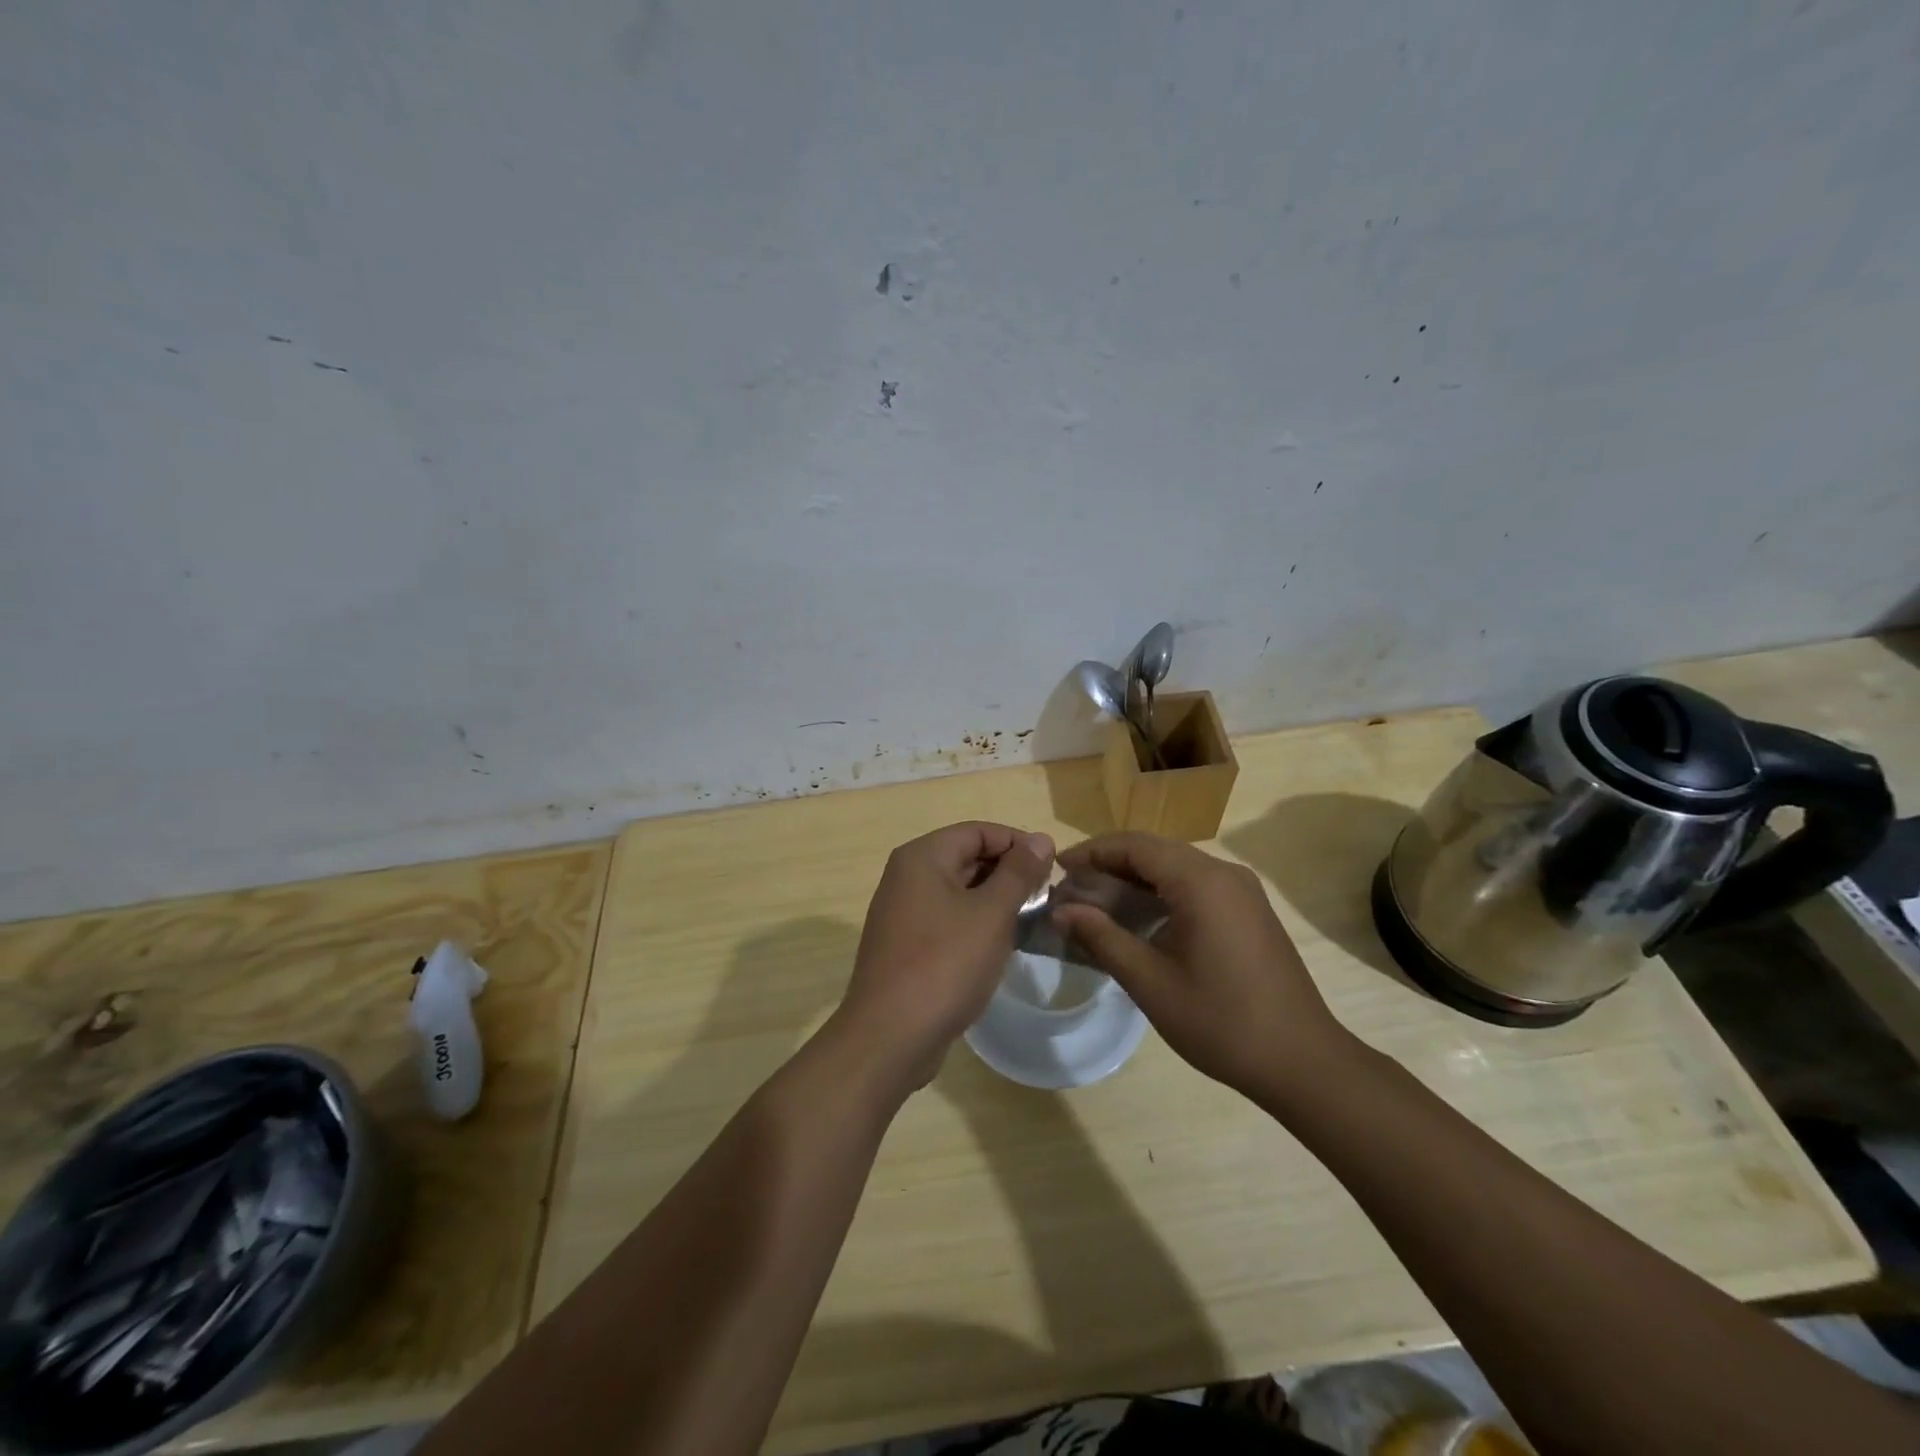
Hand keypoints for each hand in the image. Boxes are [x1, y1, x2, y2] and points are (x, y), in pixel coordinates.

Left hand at [835, 821, 1054, 1091]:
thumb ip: (1018, 872)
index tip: (1053, 867)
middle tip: (1046, 896)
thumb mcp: (991, 914)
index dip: (1018, 843)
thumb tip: (1041, 839)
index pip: (978, 831)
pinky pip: (947, 918)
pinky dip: (975, 923)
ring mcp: (902, 912)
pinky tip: (999, 945)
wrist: (890, 1036)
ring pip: (958, 890)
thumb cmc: (945, 964)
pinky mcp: (905, 944)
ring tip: (1030, 920)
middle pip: (966, 857)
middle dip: (1008, 872)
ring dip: (994, 900)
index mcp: (922, 857)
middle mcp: (906, 876)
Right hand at [1051, 832, 1356, 1105]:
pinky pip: (1196, 884)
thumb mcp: (1150, 982)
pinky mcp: (1249, 909)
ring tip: (1097, 902)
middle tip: (1072, 888)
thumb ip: (1102, 938)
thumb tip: (1060, 911)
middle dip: (1110, 863)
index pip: (1135, 846)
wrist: (1302, 1061)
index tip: (1057, 868)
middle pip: (1155, 850)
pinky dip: (1161, 891)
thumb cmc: (1221, 1022)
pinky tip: (1140, 918)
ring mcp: (1242, 890)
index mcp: (1201, 882)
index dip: (1092, 851)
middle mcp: (1224, 872)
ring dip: (1135, 878)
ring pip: (1176, 866)